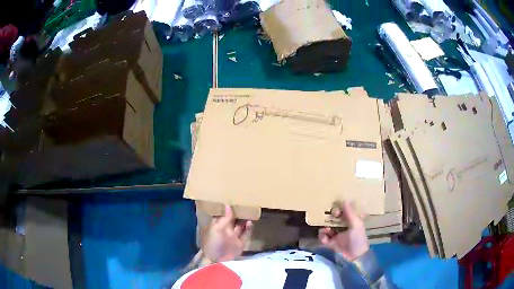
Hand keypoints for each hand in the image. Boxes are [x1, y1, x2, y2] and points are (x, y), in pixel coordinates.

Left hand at [201, 205, 253, 261]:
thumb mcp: (216, 229)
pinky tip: (250, 222)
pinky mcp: (240, 243)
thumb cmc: (213, 243)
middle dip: (238, 213)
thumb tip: (228, 206)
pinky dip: (249, 228)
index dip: (227, 208)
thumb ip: (224, 218)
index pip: (223, 215)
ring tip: (249, 211)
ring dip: (244, 220)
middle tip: (244, 203)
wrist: (217, 261)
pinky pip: (246, 234)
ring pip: (240, 226)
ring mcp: (233, 237)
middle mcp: (225, 230)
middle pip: (233, 220)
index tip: (234, 199)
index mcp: (217, 226)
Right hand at [318, 201, 368, 260]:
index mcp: (351, 223)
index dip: (340, 210)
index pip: (344, 213)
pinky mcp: (329, 244)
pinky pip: (323, 237)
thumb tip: (345, 199)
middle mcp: (343, 228)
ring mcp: (336, 236)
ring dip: (325, 227)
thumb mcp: (356, 225)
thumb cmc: (357, 240)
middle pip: (334, 220)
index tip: (336, 209)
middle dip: (330, 218)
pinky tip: (325, 236)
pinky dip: (322, 236)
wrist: (353, 258)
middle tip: (329, 217)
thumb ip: (350, 213)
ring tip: (326, 229)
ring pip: (327, 227)